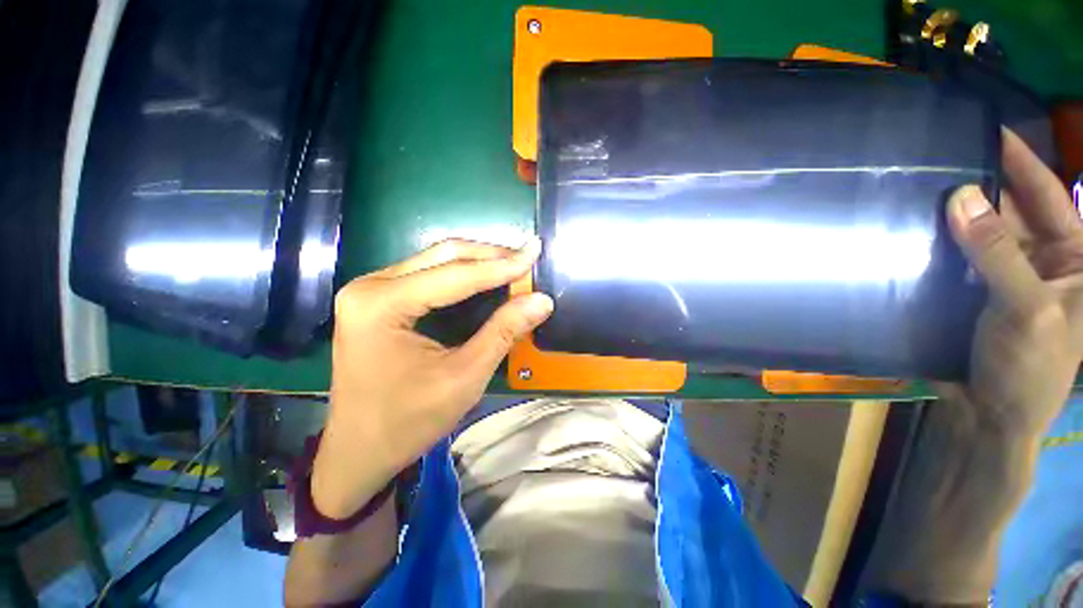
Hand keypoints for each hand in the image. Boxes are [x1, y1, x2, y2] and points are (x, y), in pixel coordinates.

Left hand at [311, 238, 553, 516]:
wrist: (358, 452)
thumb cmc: (407, 421)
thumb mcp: (464, 377)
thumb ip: (503, 332)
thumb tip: (541, 300)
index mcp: (381, 304)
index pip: (455, 274)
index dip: (502, 265)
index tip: (535, 252)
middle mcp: (370, 286)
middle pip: (443, 256)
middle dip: (490, 256)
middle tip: (526, 258)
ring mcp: (371, 290)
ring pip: (436, 260)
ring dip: (478, 262)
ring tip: (513, 266)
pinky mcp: (378, 300)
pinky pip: (428, 274)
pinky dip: (462, 275)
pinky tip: (486, 279)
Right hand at [943, 129, 1082, 435]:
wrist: (990, 416)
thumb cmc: (1029, 369)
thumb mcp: (1026, 310)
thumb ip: (998, 254)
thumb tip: (958, 198)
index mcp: (1076, 260)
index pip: (1051, 196)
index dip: (1022, 162)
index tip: (991, 130)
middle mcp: (1043, 259)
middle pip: (1012, 211)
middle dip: (982, 188)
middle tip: (942, 160)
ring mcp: (1005, 275)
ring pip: (981, 233)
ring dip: (955, 217)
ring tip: (921, 190)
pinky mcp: (973, 291)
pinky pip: (957, 257)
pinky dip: (938, 244)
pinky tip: (914, 231)